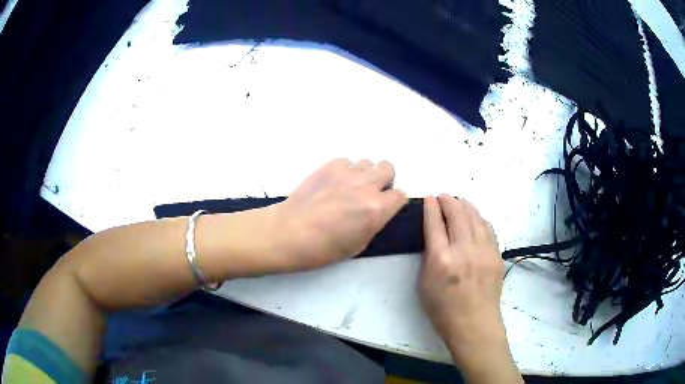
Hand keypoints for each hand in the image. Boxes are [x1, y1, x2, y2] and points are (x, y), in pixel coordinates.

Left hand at [273, 158, 407, 271]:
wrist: (289, 232)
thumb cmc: (323, 248)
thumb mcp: (359, 244)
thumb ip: (374, 222)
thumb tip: (377, 211)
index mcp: (377, 209)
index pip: (400, 195)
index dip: (394, 202)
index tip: (385, 207)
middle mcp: (366, 186)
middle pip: (388, 168)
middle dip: (384, 181)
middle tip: (370, 193)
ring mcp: (347, 173)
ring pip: (367, 163)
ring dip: (364, 174)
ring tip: (350, 188)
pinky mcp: (329, 166)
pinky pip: (346, 161)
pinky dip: (345, 171)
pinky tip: (334, 184)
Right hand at [419, 195, 510, 367]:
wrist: (474, 324)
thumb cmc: (443, 310)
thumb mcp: (424, 284)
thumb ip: (429, 257)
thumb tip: (435, 237)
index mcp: (441, 259)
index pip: (435, 224)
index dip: (431, 207)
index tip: (430, 198)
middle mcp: (463, 250)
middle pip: (457, 214)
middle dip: (449, 201)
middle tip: (444, 196)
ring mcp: (483, 251)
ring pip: (475, 217)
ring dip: (466, 206)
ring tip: (459, 201)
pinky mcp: (496, 255)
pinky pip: (488, 229)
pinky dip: (480, 219)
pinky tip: (476, 218)